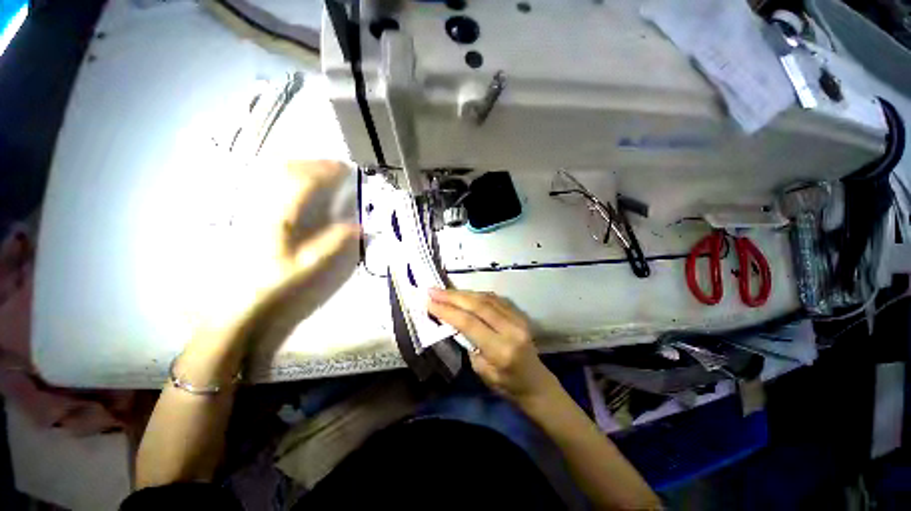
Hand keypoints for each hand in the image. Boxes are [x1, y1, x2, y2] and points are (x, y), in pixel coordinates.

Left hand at [190, 160, 359, 354]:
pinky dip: (284, 174)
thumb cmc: (273, 281)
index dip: (326, 171)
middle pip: (287, 169)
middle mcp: (263, 203)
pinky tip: (294, 182)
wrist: (235, 298)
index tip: (346, 169)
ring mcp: (252, 205)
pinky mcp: (247, 211)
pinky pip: (265, 182)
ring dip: (300, 165)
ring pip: (273, 172)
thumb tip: (359, 226)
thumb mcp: (308, 264)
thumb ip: (333, 243)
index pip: (304, 181)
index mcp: (279, 215)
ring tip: (319, 170)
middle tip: (336, 167)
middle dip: (315, 164)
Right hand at [427, 289, 558, 403]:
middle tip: (432, 291)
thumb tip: (455, 321)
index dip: (447, 310)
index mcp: (500, 349)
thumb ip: (469, 343)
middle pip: (477, 305)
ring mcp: (518, 319)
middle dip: (452, 296)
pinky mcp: (519, 314)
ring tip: (444, 291)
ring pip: (486, 298)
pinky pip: (494, 299)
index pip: (469, 323)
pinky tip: (464, 294)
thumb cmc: (506, 385)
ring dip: (463, 293)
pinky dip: (476, 295)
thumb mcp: (481, 371)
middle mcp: (511, 329)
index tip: (429, 302)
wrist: (535, 383)